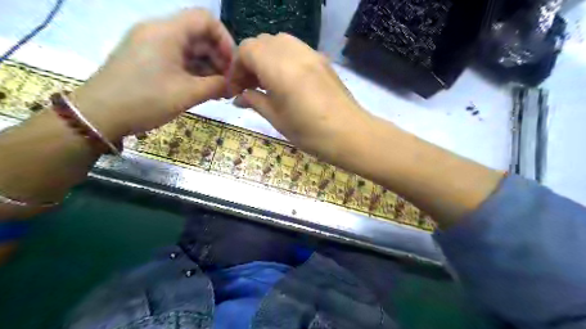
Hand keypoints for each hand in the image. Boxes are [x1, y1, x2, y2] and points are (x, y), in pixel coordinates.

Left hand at [72, 10, 234, 140]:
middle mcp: (159, 32)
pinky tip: (204, 89)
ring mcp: (151, 45)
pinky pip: (178, 59)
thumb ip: (216, 85)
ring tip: (219, 91)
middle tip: (229, 83)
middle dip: (219, 58)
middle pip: (199, 35)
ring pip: (190, 49)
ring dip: (208, 68)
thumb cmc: (145, 100)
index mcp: (167, 32)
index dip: (225, 39)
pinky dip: (194, 72)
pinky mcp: (147, 59)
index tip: (232, 65)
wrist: (99, 115)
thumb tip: (234, 84)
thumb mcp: (187, 94)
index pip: (205, 19)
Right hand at [230, 32, 372, 159]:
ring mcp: (311, 53)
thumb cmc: (310, 132)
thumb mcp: (276, 119)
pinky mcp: (322, 60)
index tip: (236, 90)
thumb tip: (240, 96)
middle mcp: (294, 52)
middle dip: (250, 62)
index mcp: (278, 67)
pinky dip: (284, 59)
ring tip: (268, 83)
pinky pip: (296, 49)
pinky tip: (286, 81)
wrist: (350, 134)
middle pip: (262, 42)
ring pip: (279, 42)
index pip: (246, 50)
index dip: (236, 68)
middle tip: (250, 87)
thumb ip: (255, 101)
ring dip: (267, 58)